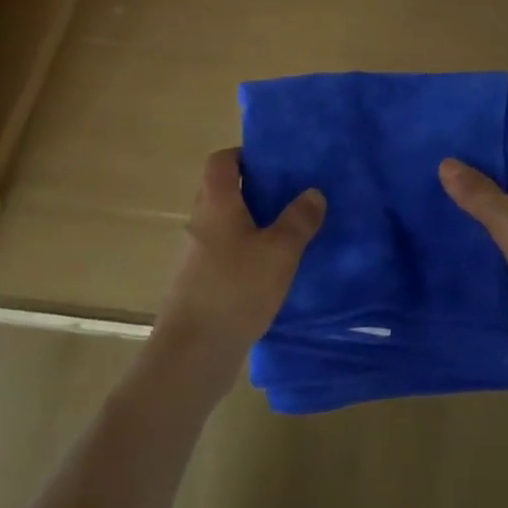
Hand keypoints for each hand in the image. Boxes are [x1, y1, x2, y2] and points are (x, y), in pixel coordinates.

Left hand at [150, 149, 325, 400]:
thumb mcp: (279, 251)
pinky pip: (226, 254)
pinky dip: (246, 253)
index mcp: (216, 203)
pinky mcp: (200, 284)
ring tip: (288, 233)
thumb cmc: (236, 289)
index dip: (243, 155)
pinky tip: (273, 271)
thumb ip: (298, 220)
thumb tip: (313, 192)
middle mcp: (201, 222)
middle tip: (289, 196)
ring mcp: (197, 255)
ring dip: (252, 225)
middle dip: (254, 190)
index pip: (220, 161)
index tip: (273, 163)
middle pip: (223, 191)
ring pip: (226, 226)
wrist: (193, 353)